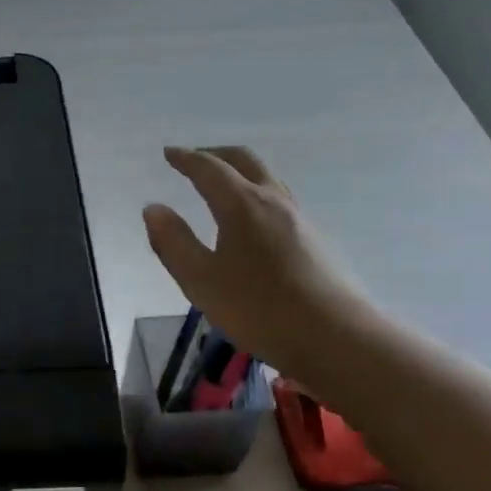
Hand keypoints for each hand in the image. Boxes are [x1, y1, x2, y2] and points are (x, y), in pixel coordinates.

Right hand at [142, 146, 374, 381]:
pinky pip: (279, 201)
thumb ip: (174, 242)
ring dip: (240, 172)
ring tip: (220, 186)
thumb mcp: (201, 281)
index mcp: (242, 205)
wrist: (336, 338)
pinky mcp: (315, 240)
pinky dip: (256, 194)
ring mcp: (299, 219)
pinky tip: (251, 221)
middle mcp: (273, 201)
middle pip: (245, 161)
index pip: (209, 169)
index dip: (186, 159)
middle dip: (216, 155)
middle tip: (194, 159)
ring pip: (267, 179)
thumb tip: (154, 208)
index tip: (169, 153)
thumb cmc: (259, 309)